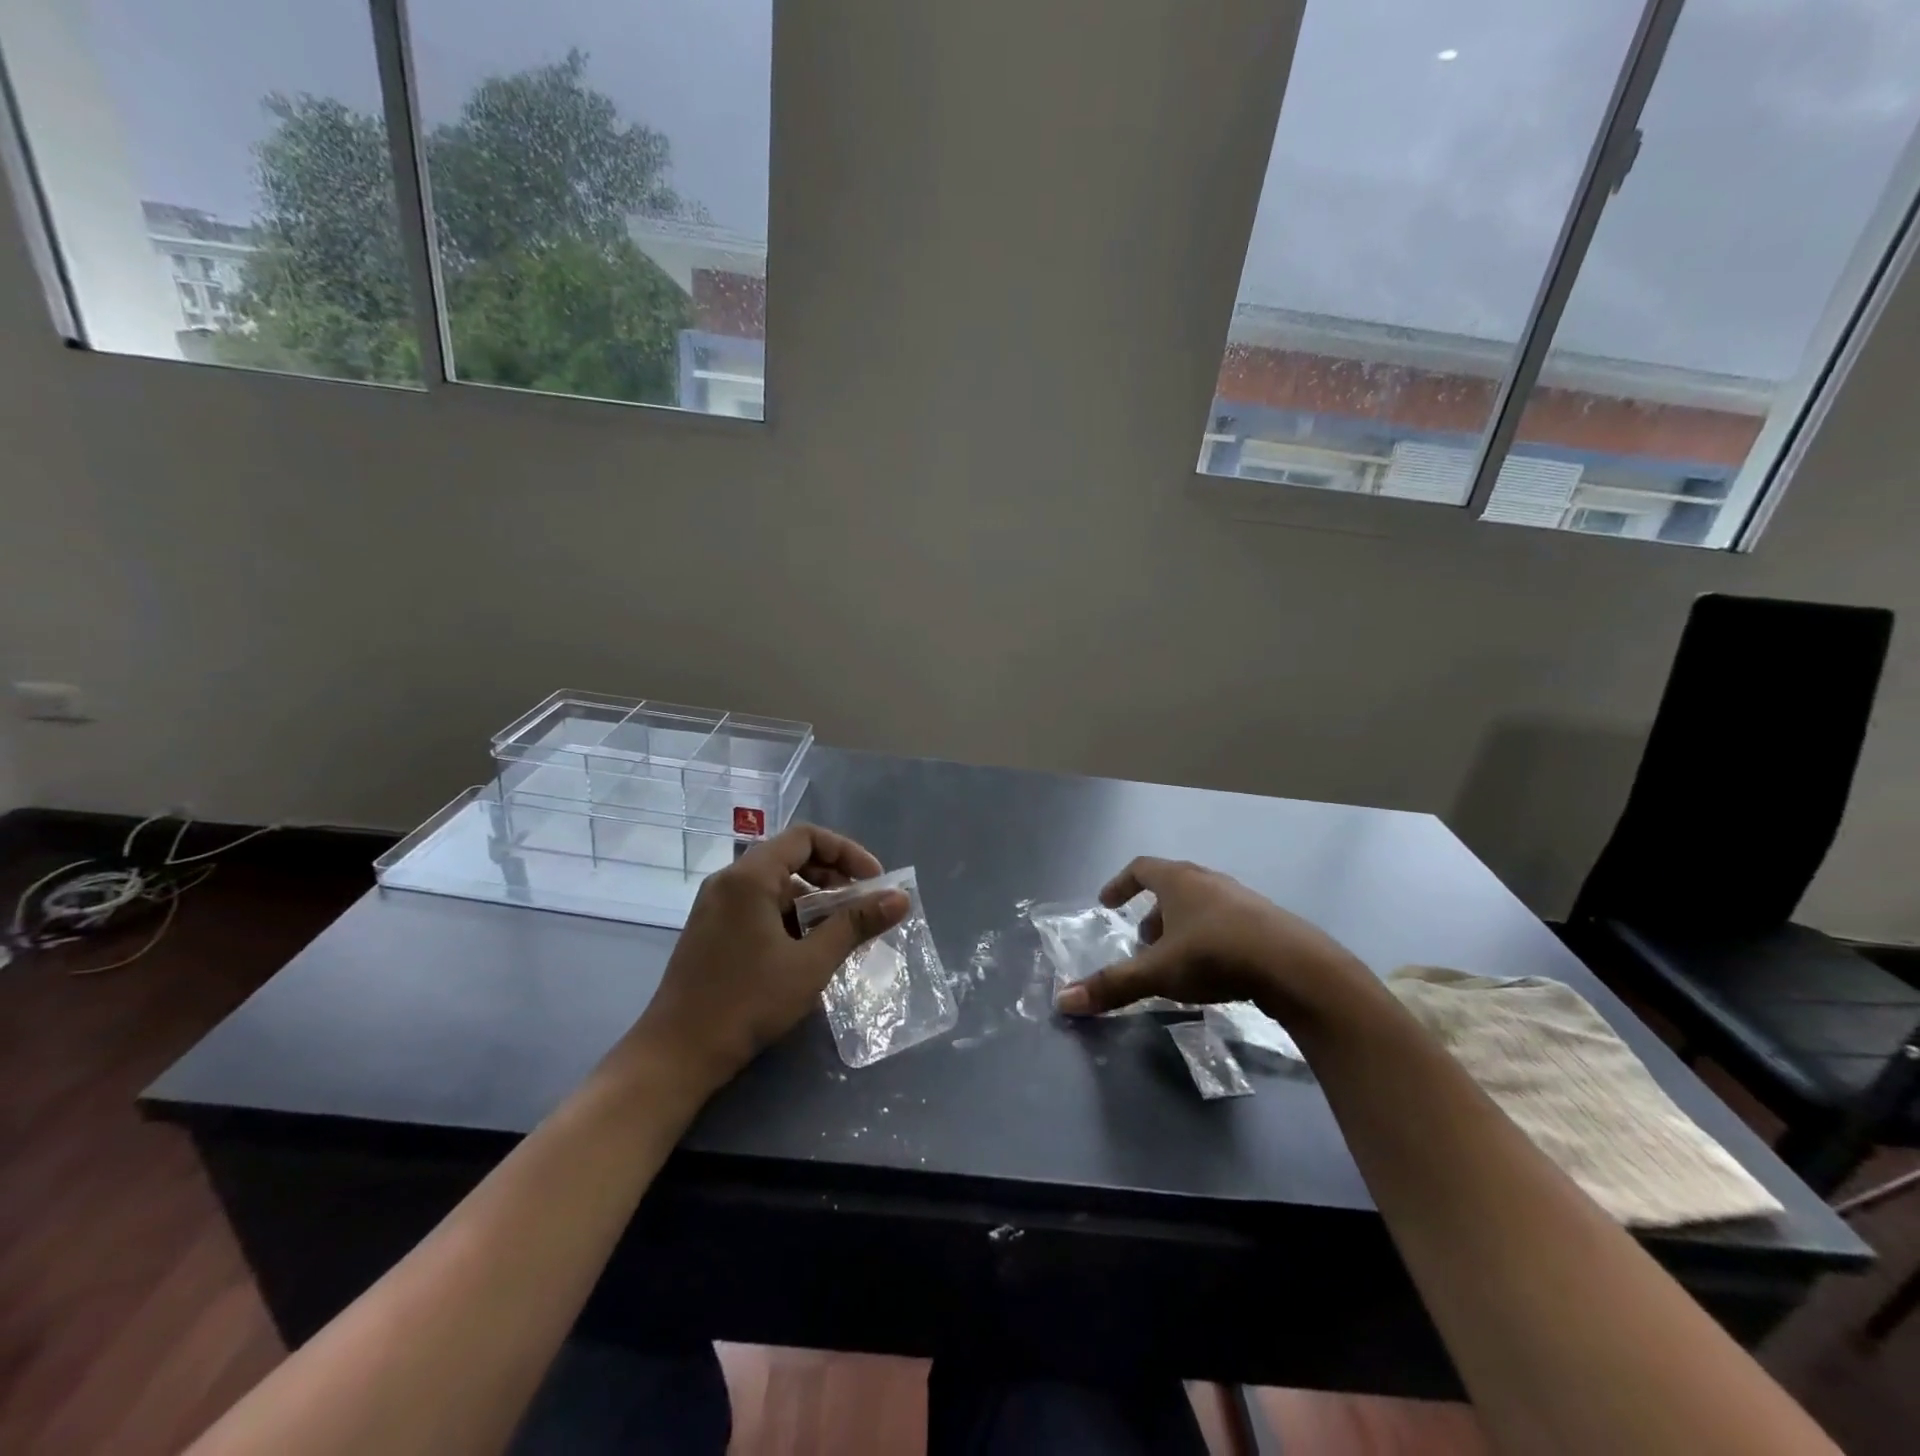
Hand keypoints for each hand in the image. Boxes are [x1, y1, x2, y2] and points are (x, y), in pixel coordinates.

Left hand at [625, 824, 908, 1092]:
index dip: (847, 852)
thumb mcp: (811, 963)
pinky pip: (760, 906)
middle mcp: (729, 881)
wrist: (677, 1054)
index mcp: (749, 877)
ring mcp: (717, 906)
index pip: (806, 837)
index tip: (874, 881)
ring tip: (841, 934)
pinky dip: (790, 917)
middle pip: (791, 857)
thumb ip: (856, 925)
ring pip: (776, 886)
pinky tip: (808, 951)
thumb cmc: (747, 1002)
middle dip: (833, 877)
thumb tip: (900, 898)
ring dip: (813, 901)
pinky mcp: (713, 930)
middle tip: (861, 908)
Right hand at [1054, 856, 1372, 1026]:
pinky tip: (1213, 970)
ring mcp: (1241, 899)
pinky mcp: (1266, 922)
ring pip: (1200, 905)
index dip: (1120, 884)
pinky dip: (1208, 937)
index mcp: (1179, 880)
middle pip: (1171, 886)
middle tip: (1140, 941)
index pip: (1140, 868)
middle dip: (1151, 913)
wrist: (1297, 968)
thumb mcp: (1158, 972)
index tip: (1106, 903)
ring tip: (1174, 960)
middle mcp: (1208, 880)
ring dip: (1180, 927)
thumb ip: (1112, 984)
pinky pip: (1225, 921)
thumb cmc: (1217, 956)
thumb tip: (1063, 1000)